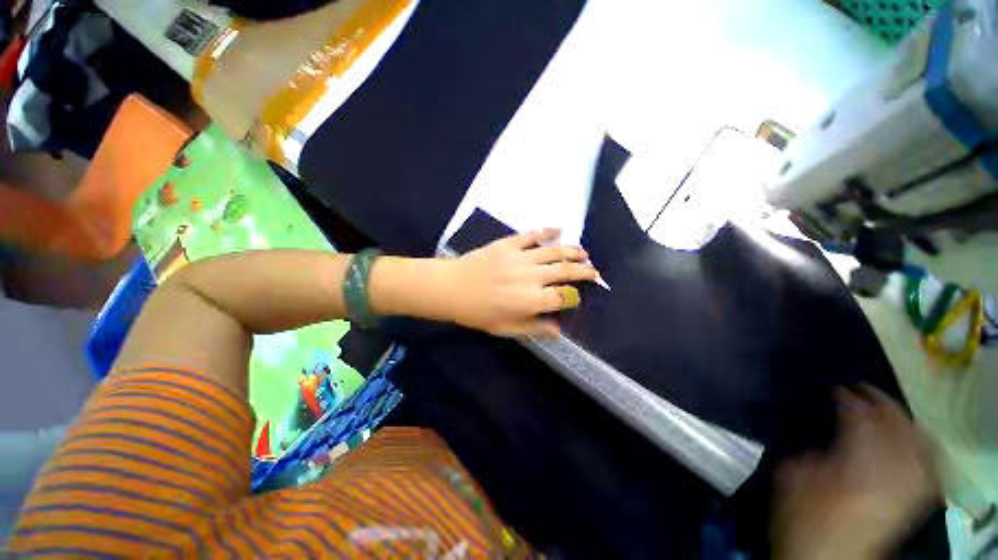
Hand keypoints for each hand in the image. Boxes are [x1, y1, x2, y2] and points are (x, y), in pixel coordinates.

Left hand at [440, 229, 598, 336]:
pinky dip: (547, 231)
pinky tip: (559, 229)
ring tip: (584, 253)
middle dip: (584, 271)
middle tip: (594, 271)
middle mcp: (532, 277)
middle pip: (566, 271)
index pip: (564, 297)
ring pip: (555, 251)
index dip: (574, 297)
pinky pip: (532, 235)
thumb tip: (559, 331)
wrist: (453, 288)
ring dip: (573, 251)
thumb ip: (535, 329)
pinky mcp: (509, 244)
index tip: (576, 297)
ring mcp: (521, 257)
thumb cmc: (479, 313)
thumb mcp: (506, 329)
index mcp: (532, 300)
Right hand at [773, 385, 937, 559]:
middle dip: (882, 404)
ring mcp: (902, 489)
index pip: (860, 423)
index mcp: (852, 469)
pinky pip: (929, 469)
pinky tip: (918, 438)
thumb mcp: (791, 482)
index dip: (850, 400)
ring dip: (905, 422)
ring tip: (890, 408)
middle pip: (896, 430)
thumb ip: (809, 457)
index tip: (838, 389)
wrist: (829, 558)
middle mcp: (886, 475)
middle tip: (865, 389)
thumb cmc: (803, 521)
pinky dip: (925, 448)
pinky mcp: (910, 502)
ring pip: (918, 445)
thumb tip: (823, 441)